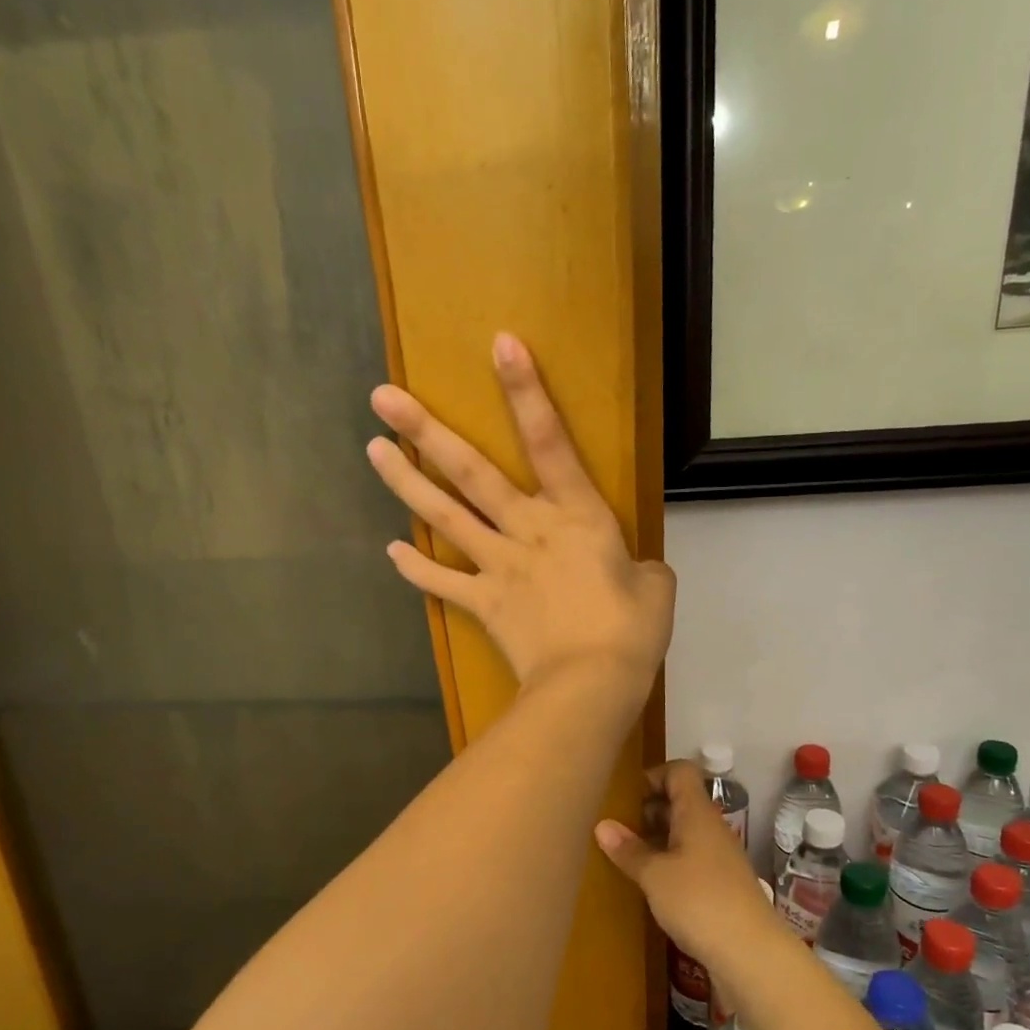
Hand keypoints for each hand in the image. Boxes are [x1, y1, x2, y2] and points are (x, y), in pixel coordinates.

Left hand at [367, 334, 674, 698]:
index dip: (526, 391)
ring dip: (406, 483)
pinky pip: (444, 583)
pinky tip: (392, 553)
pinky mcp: (484, 603)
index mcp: (577, 516)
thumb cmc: (630, 632)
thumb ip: (643, 569)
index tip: (500, 344)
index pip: (549, 441)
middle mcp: (528, 529)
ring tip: (373, 450)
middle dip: (426, 431)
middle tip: (382, 398)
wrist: (591, 684)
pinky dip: (418, 569)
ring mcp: (499, 565)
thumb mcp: (657, 589)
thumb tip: (636, 571)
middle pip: (471, 472)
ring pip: (446, 516)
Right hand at [594, 762, 788, 980]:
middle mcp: (710, 828)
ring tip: (625, 855)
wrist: (751, 954)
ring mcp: (718, 858)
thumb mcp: (654, 875)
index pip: (679, 772)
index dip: (653, 775)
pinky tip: (649, 884)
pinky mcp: (721, 886)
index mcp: (697, 813)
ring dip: (656, 839)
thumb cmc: (699, 901)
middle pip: (680, 801)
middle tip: (616, 827)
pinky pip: (690, 860)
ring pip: (684, 833)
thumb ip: (628, 849)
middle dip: (647, 810)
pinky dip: (668, 864)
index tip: (625, 796)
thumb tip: (602, 825)